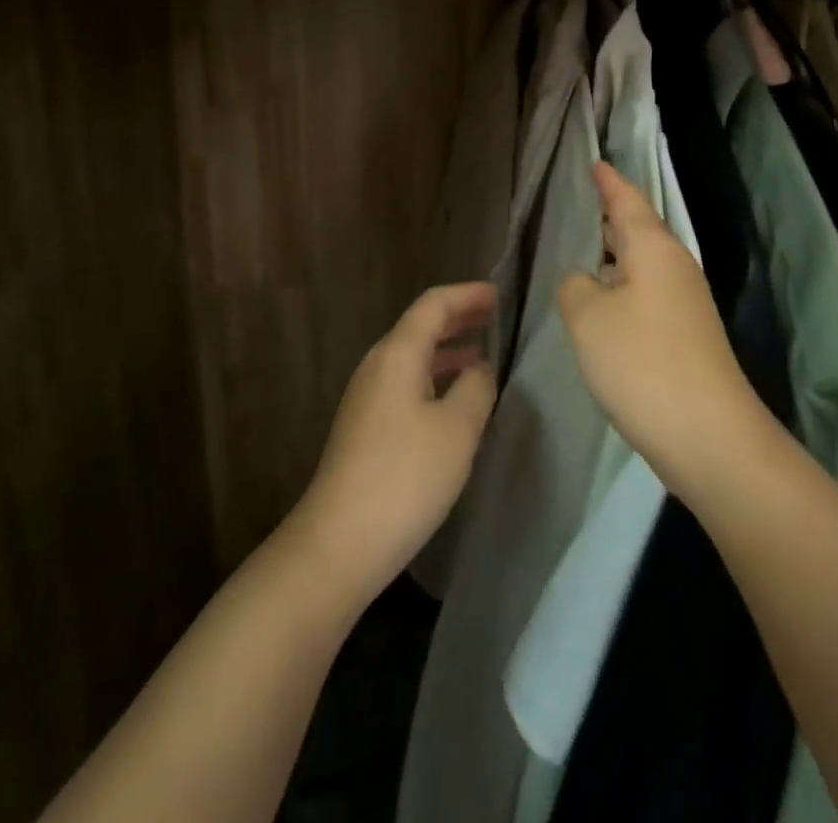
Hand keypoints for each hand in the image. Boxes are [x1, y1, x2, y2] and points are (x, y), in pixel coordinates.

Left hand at [294, 282, 498, 602]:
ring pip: (413, 359)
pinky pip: (407, 385)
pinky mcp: (366, 429)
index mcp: (397, 354)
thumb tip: (479, 368)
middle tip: (494, 317)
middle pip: (420, 327)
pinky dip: (435, 379)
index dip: (467, 295)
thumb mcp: (457, 428)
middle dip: (458, 319)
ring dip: (448, 352)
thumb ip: (476, 387)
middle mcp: (378, 367)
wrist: (339, 544)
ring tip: (483, 358)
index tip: (498, 294)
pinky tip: (456, 403)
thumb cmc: (405, 477)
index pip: (433, 305)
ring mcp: (367, 399)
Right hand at [558, 163, 769, 497]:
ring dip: (618, 253)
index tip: (596, 161)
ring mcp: (686, 303)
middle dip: (615, 214)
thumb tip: (585, 280)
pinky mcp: (687, 336)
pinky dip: (624, 285)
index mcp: (654, 249)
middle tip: (589, 198)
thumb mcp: (588, 318)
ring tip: (590, 245)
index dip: (609, 181)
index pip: (628, 200)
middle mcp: (675, 268)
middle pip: (641, 229)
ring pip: (645, 264)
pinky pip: (648, 293)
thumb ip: (575, 286)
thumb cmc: (642, 363)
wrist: (709, 436)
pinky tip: (605, 302)